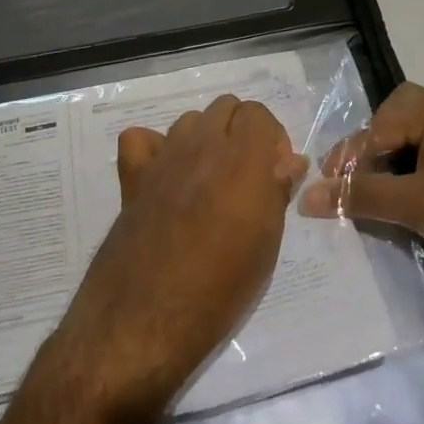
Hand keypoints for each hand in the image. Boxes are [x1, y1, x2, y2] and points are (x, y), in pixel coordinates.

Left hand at [50, 95, 307, 415]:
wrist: (148, 315)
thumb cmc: (221, 287)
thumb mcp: (266, 243)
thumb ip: (278, 191)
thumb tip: (291, 161)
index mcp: (241, 158)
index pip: (258, 113)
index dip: (271, 138)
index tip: (275, 172)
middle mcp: (201, 145)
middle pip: (225, 108)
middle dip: (241, 131)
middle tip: (247, 175)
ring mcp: (163, 158)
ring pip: (189, 120)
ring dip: (205, 138)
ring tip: (209, 179)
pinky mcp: (133, 176)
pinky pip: (141, 139)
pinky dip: (155, 148)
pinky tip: (165, 176)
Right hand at [300, 83, 423, 285]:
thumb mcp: (416, 205)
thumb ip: (360, 196)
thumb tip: (306, 196)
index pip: (378, 121)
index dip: (350, 153)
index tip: (328, 186)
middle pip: (396, 126)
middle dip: (370, 156)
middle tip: (349, 186)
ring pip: (415, 149)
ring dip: (391, 172)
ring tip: (373, 202)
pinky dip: (414, 184)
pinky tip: (408, 211)